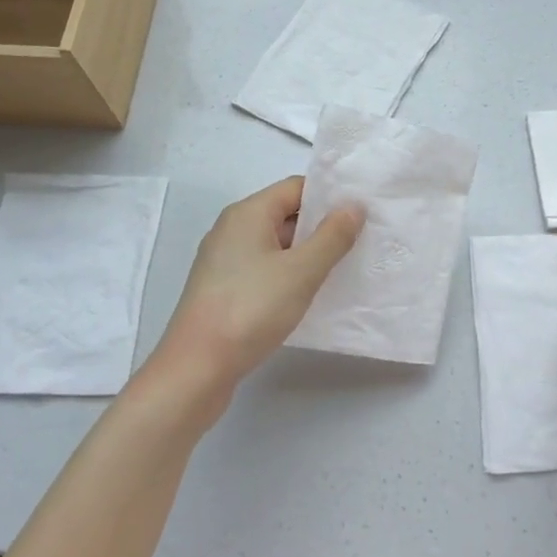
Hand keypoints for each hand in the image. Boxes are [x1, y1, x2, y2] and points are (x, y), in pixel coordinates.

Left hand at [140, 177, 363, 419]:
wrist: (195, 369)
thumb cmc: (250, 309)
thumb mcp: (301, 271)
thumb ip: (332, 236)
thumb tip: (353, 205)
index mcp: (248, 213)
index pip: (296, 187)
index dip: (329, 196)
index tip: (361, 212)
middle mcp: (232, 229)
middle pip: (285, 213)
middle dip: (321, 226)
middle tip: (360, 241)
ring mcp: (224, 260)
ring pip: (275, 244)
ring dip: (306, 253)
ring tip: (341, 268)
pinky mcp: (222, 289)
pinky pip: (263, 268)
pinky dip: (287, 274)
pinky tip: (307, 295)